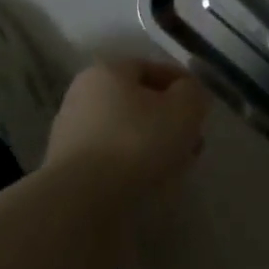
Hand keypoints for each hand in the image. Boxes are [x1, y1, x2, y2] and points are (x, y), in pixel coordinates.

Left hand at [46, 59, 208, 198]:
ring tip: (178, 164)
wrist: (81, 200)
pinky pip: (112, 155)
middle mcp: (84, 94)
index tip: (202, 108)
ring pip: (127, 129)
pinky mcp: (67, 166)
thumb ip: (193, 92)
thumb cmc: (137, 141)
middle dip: (169, 118)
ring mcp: (71, 131)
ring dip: (154, 142)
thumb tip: (189, 93)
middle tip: (193, 139)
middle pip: (139, 101)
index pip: (154, 68)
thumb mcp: (184, 108)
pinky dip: (133, 162)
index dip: (184, 86)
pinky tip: (152, 179)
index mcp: (108, 70)